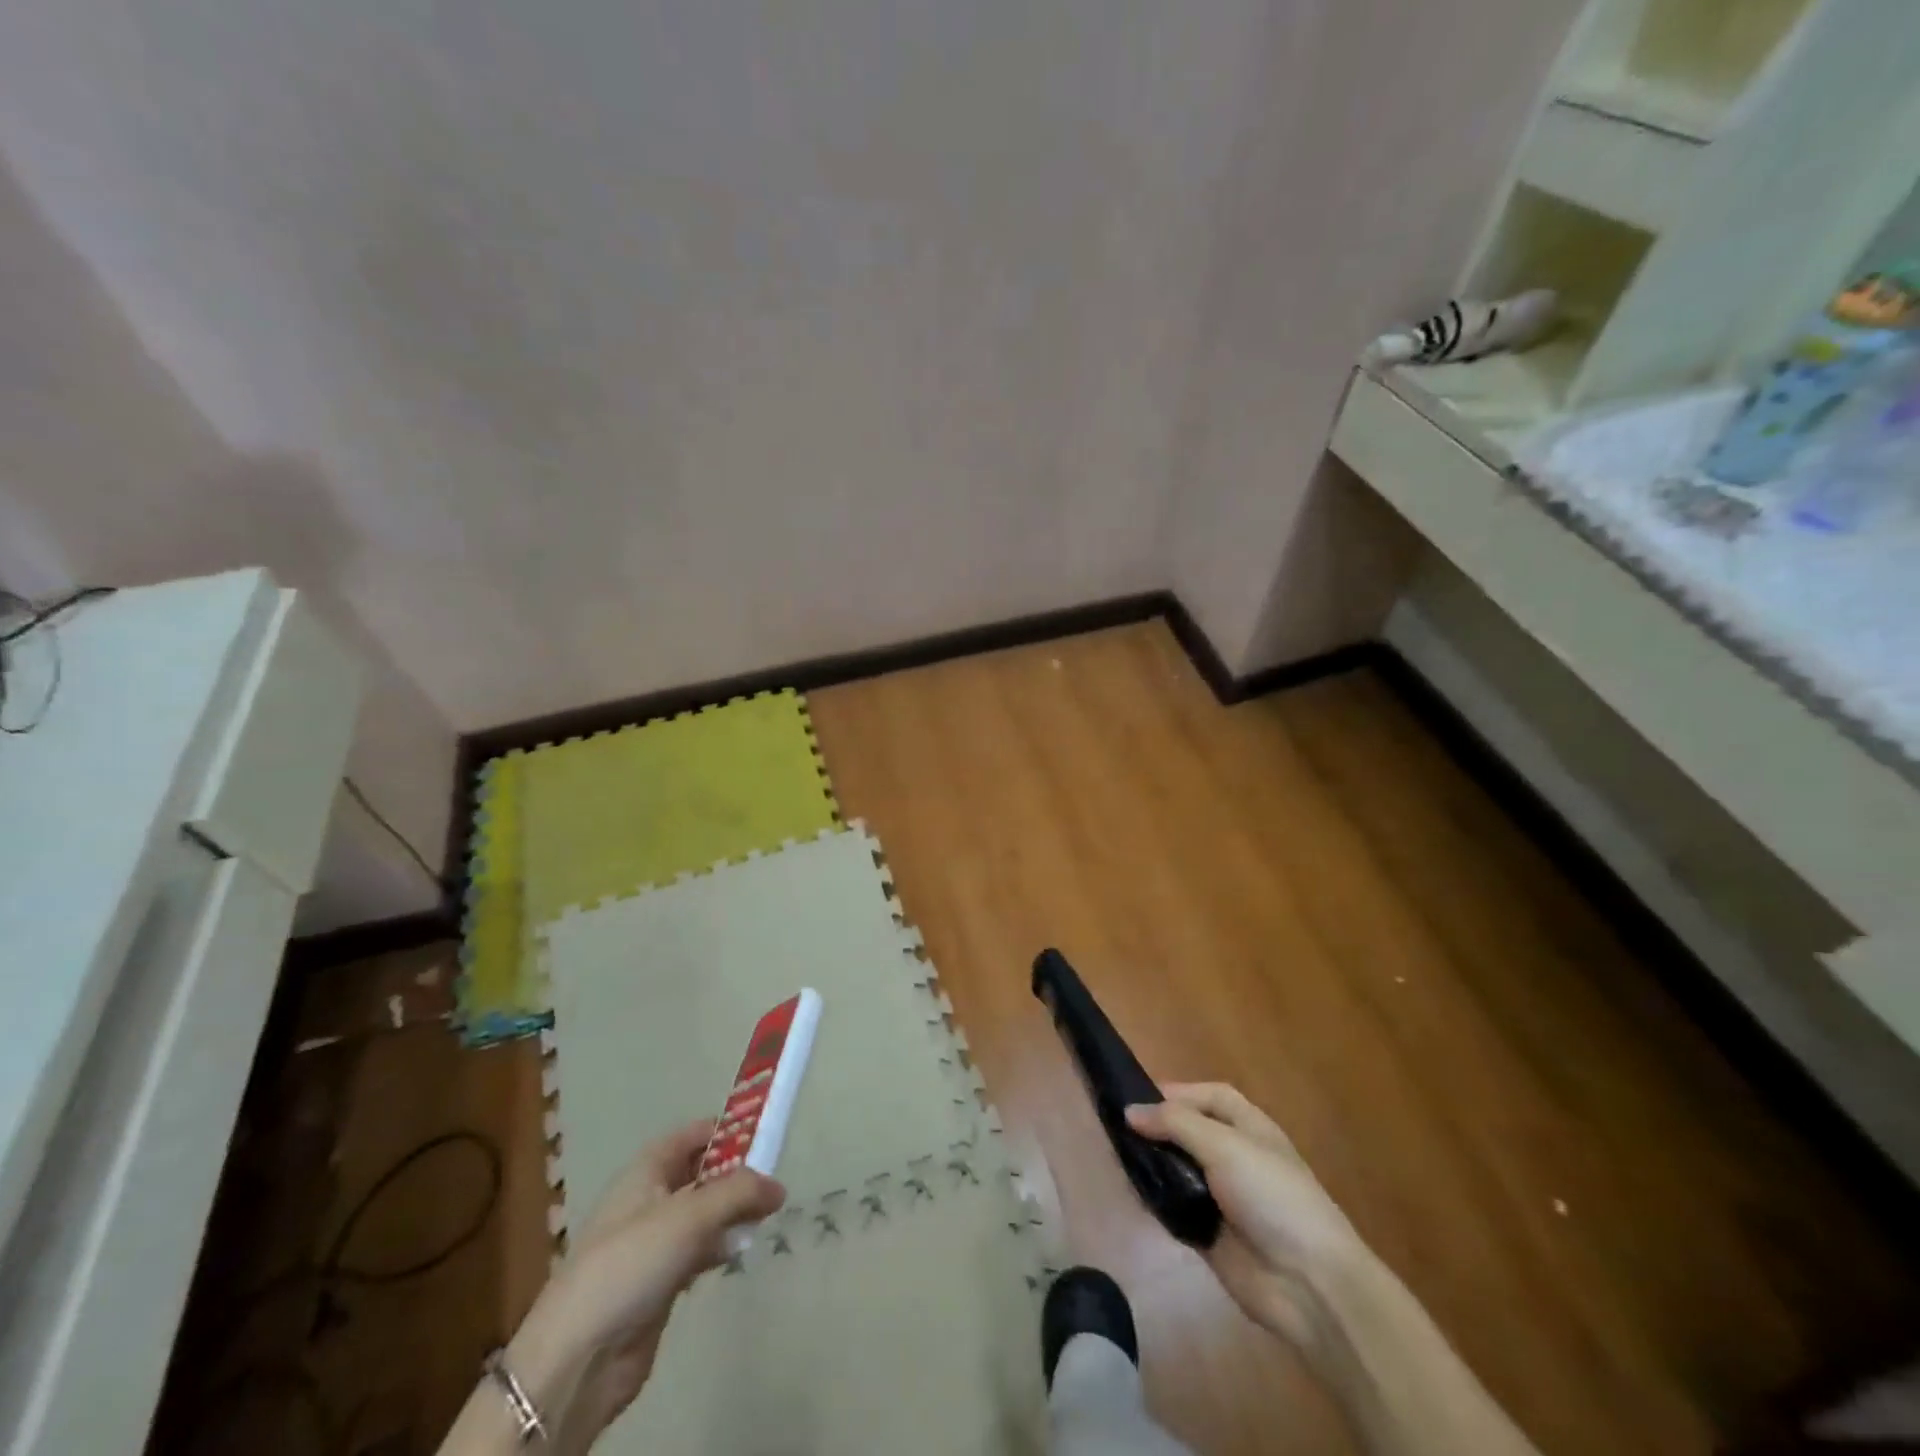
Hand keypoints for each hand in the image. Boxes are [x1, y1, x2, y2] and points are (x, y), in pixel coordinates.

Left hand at [515, 1120, 784, 1450]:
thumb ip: (738, 1193)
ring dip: (732, 1212)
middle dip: (735, 1173)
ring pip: (702, 1214)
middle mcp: (648, 1200)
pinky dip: (720, 1246)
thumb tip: (779, 1186)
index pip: (690, 1136)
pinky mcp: (659, 1281)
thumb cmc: (631, 1263)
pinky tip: (741, 1250)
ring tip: (767, 1215)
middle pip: (700, 1174)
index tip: (764, 1134)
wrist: (578, 1358)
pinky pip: (698, 1250)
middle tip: (773, 1179)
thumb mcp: (689, 1216)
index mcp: (646, 1171)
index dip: (725, 1130)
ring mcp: (653, 1243)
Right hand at [1127, 1083, 1359, 1348]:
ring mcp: (1220, 1196)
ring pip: (1176, 1167)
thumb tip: (1130, 1111)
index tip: (1136, 1097)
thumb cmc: (1272, 1196)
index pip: (1209, 1096)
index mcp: (1248, 1127)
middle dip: (1156, 1127)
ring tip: (1115, 1156)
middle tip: (1115, 1127)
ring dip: (1151, 1162)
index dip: (1176, 1092)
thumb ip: (1175, 1123)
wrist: (1309, 1285)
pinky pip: (1174, 1206)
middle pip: (1188, 1130)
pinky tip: (1131, 1191)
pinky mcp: (1208, 1232)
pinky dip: (1154, 1198)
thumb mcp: (1225, 1146)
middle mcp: (1234, 1155)